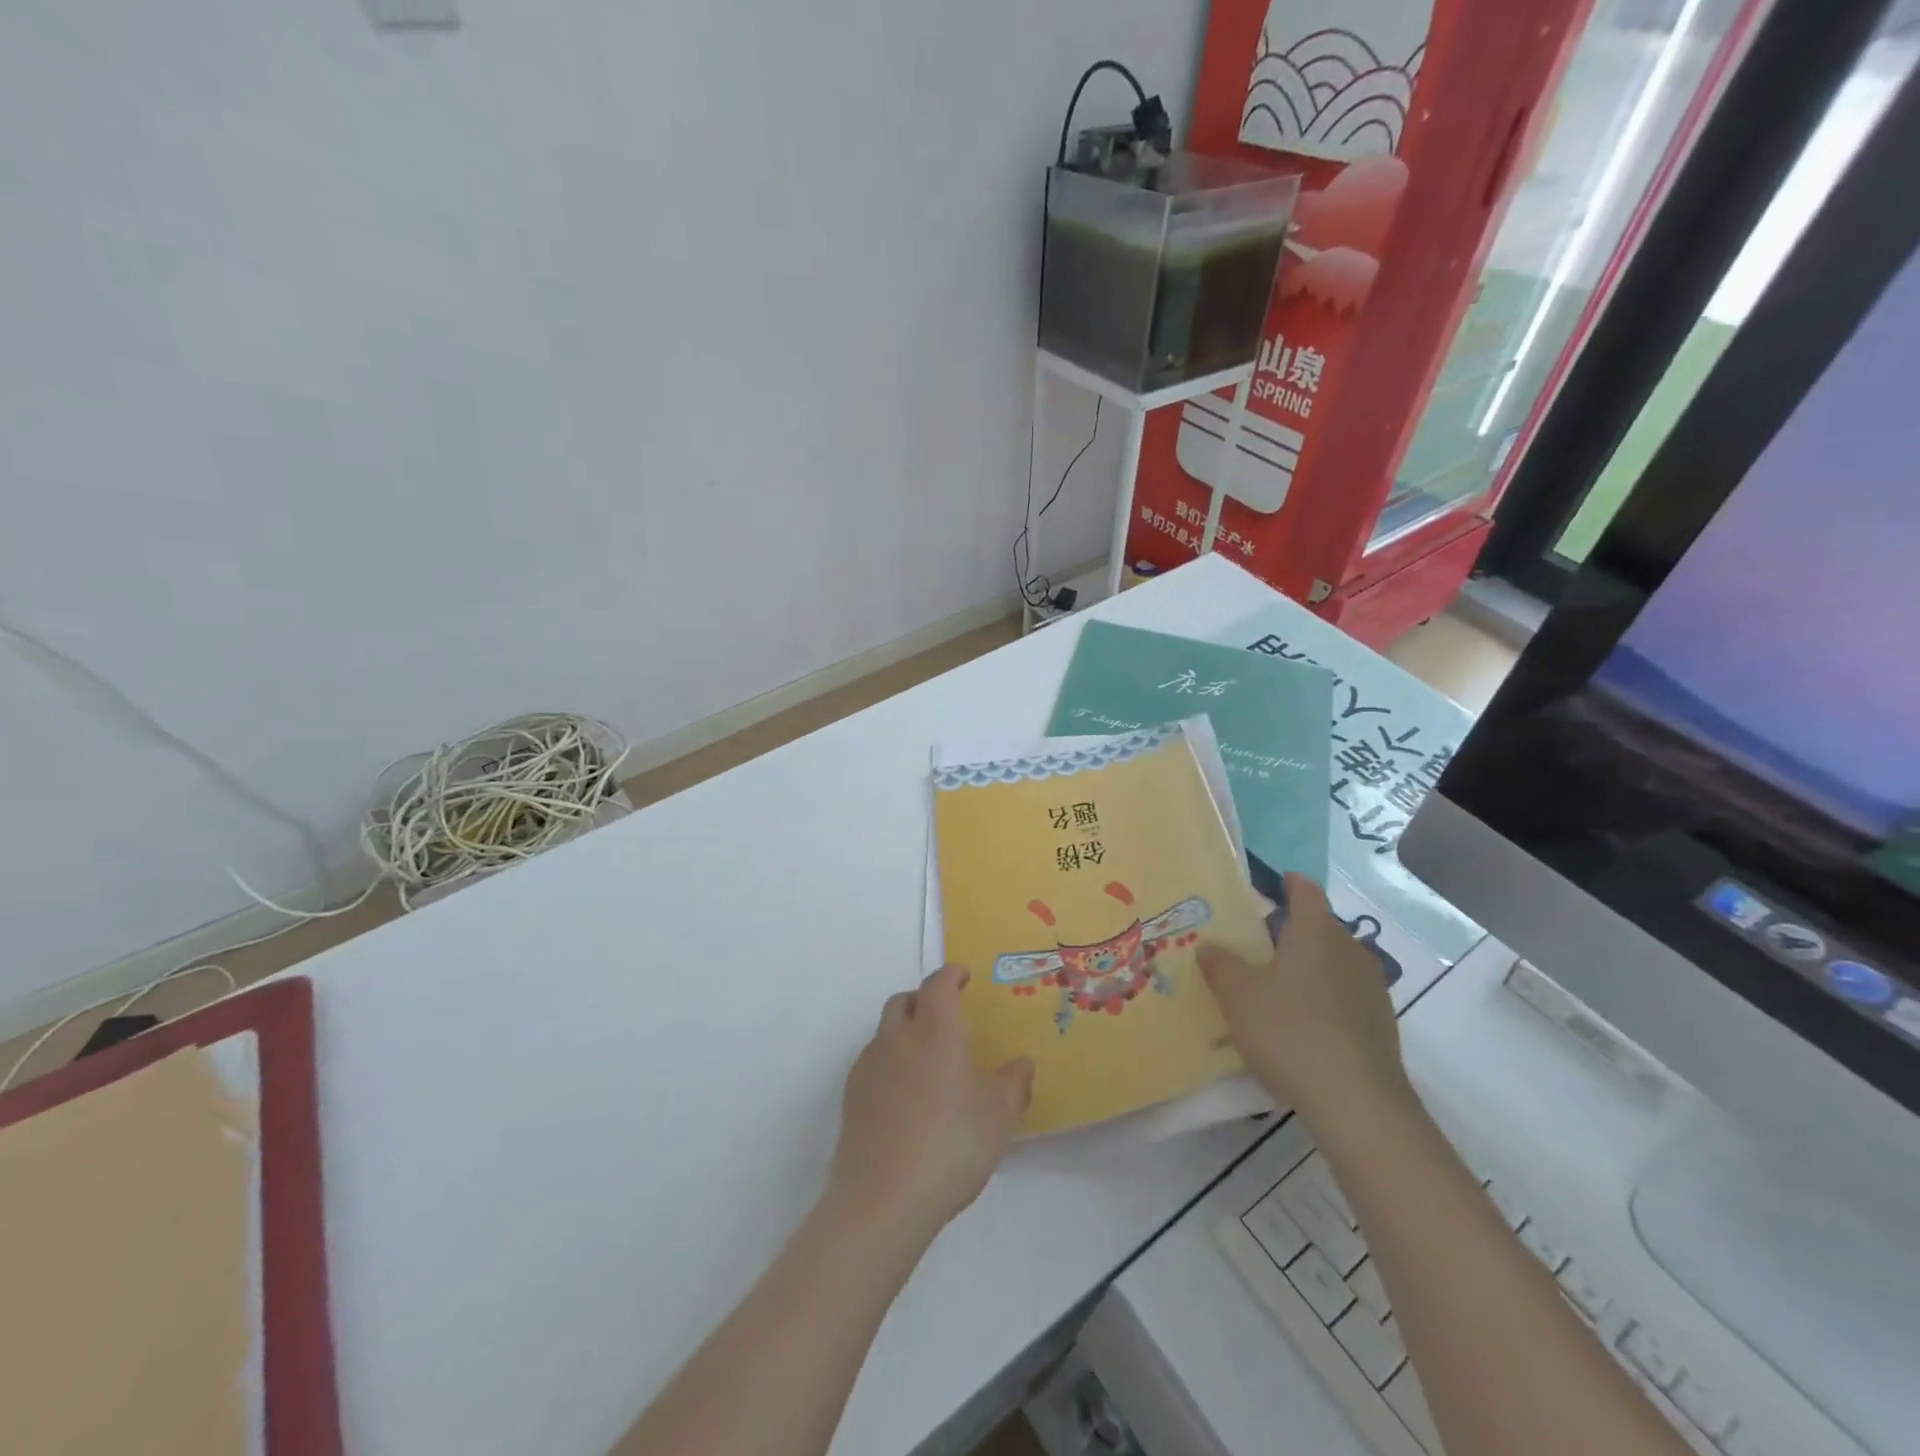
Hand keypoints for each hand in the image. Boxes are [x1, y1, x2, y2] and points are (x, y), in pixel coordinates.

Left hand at [827, 965, 1033, 1251]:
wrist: (882, 1199)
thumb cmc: (951, 1146)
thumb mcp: (998, 1117)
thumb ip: (1014, 1084)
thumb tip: (1022, 1063)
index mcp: (935, 1031)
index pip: (938, 984)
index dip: (951, 975)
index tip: (963, 977)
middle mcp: (897, 1037)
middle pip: (905, 1001)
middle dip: (924, 1000)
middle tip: (946, 1018)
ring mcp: (869, 1066)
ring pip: (886, 1031)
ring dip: (905, 1032)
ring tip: (927, 1062)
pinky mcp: (852, 1097)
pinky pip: (873, 1063)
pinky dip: (891, 1063)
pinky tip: (906, 1097)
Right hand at [1199, 873, 1411, 1131]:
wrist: (1357, 1102)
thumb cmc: (1290, 1031)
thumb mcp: (1238, 996)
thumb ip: (1220, 965)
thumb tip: (1209, 946)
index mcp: (1316, 933)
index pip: (1306, 892)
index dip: (1288, 883)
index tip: (1273, 882)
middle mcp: (1349, 951)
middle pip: (1320, 928)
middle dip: (1291, 930)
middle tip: (1257, 942)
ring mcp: (1371, 989)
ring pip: (1333, 964)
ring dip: (1307, 967)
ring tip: (1276, 986)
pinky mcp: (1380, 1025)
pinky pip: (1344, 997)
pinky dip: (1322, 999)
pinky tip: (1301, 1025)